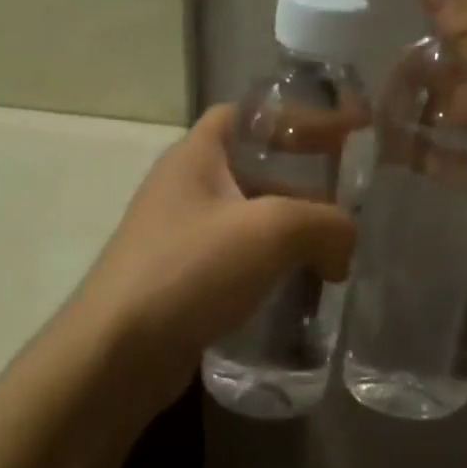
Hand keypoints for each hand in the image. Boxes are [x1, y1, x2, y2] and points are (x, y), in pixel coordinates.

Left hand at [69, 104, 355, 398]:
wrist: (118, 353)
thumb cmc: (190, 270)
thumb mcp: (271, 231)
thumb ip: (326, 223)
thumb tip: (344, 247)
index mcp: (196, 156)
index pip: (247, 114)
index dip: (294, 117)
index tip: (338, 136)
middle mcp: (185, 188)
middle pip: (255, 168)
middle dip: (303, 183)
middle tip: (348, 203)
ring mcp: (181, 237)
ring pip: (250, 220)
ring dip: (292, 232)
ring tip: (335, 251)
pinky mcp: (184, 281)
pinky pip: (239, 261)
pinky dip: (273, 267)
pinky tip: (301, 288)